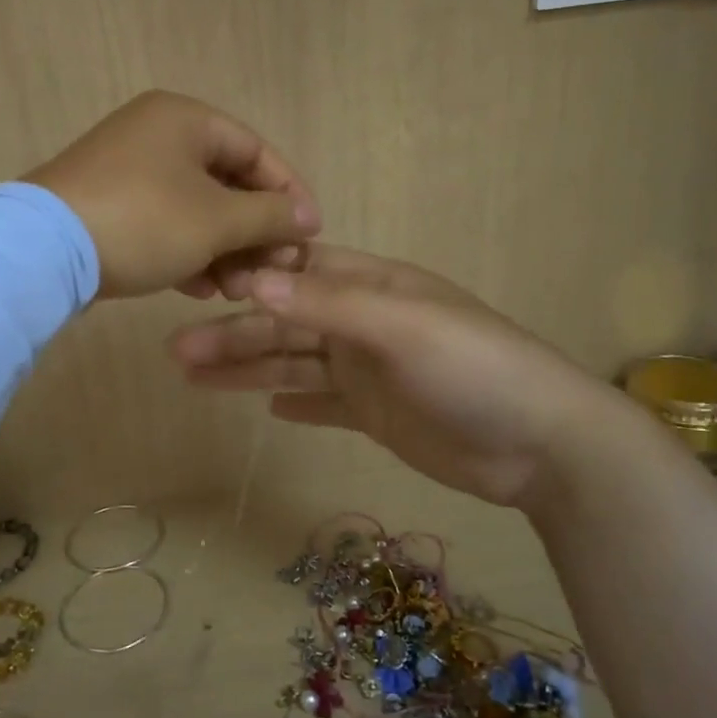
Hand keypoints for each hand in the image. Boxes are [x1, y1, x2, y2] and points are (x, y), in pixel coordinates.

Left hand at [25, 91, 320, 299]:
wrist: (42, 252)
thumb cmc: (144, 221)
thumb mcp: (216, 220)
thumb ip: (269, 215)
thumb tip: (307, 217)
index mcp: (184, 119)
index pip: (257, 150)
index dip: (289, 193)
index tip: (310, 234)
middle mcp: (156, 135)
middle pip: (226, 183)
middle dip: (254, 233)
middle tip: (272, 272)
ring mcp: (128, 172)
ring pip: (195, 210)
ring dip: (224, 251)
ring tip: (238, 291)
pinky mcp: (108, 207)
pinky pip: (164, 225)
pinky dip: (188, 254)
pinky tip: (202, 289)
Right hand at [168, 245, 641, 507]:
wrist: (541, 444)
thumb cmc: (474, 369)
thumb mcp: (400, 327)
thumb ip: (327, 304)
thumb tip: (252, 280)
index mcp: (371, 287)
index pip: (298, 273)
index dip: (249, 278)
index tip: (197, 288)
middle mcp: (364, 323)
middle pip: (285, 323)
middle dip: (233, 334)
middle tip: (175, 351)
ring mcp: (369, 371)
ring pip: (294, 363)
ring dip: (247, 367)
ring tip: (192, 375)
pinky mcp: (376, 414)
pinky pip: (322, 402)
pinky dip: (294, 400)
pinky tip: (264, 403)